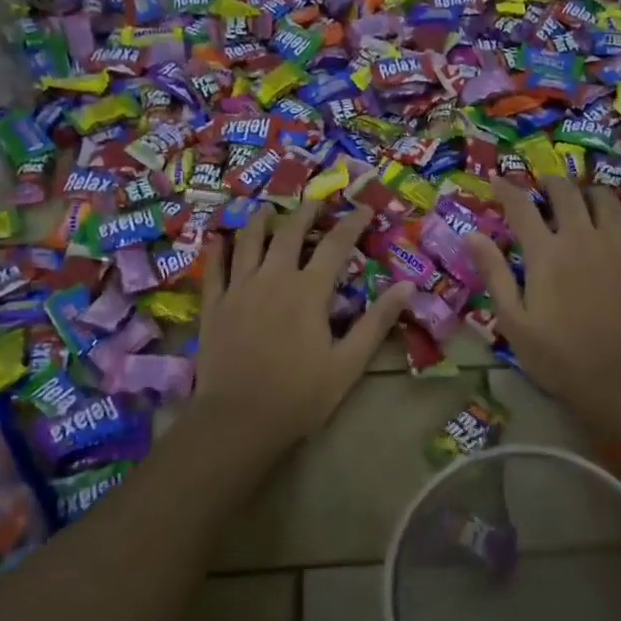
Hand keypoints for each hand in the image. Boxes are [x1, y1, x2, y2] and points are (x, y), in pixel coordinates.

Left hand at [189, 201, 414, 459]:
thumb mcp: (348, 363)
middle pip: (289, 233)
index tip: (363, 208)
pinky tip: (220, 238)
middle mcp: (272, 278)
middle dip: (306, 212)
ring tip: (268, 209)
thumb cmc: (299, 395)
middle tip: (316, 201)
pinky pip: (214, 267)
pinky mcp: (214, 305)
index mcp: (308, 291)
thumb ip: (376, 322)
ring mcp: (238, 289)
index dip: (351, 223)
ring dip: (260, 221)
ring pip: (248, 241)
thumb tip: (407, 286)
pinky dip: (219, 249)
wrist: (238, 420)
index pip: (335, 245)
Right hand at [465, 176, 620, 434]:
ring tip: (584, 198)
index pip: (521, 206)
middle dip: (551, 182)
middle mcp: (581, 238)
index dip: (506, 189)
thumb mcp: (513, 321)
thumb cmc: (559, 355)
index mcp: (545, 252)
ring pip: (606, 201)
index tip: (496, 179)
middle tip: (543, 186)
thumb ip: (494, 274)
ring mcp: (617, 247)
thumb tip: (472, 236)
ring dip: (590, 193)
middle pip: (566, 193)